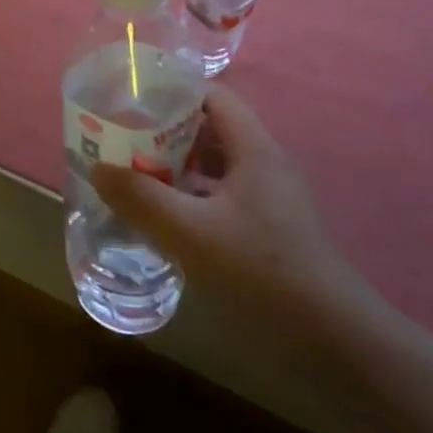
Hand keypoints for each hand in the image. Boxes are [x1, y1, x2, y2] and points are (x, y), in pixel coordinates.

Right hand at [90, 86, 377, 345]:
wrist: (333, 341)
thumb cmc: (261, 271)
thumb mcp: (189, 232)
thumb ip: (141, 198)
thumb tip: (98, 168)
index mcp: (253, 149)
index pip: (212, 96)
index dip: (173, 92)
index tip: (132, 102)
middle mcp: (264, 165)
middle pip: (210, 130)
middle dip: (165, 132)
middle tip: (122, 140)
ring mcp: (269, 200)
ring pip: (214, 167)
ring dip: (176, 168)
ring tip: (133, 175)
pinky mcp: (269, 230)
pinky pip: (221, 198)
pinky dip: (191, 199)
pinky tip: (165, 220)